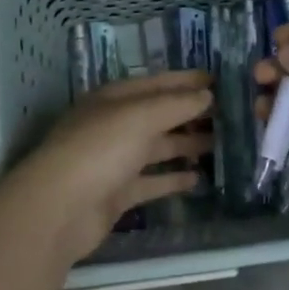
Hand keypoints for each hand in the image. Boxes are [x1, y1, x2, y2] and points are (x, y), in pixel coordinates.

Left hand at [9, 71, 213, 263]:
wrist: (60, 208)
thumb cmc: (100, 149)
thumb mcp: (141, 116)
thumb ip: (177, 104)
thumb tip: (207, 96)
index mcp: (114, 99)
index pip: (157, 83)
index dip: (187, 81)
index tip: (219, 82)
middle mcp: (114, 126)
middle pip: (159, 116)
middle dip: (191, 114)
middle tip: (228, 116)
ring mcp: (115, 161)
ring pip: (157, 149)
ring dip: (186, 145)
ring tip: (221, 145)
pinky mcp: (117, 193)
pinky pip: (151, 182)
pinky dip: (173, 179)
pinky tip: (198, 178)